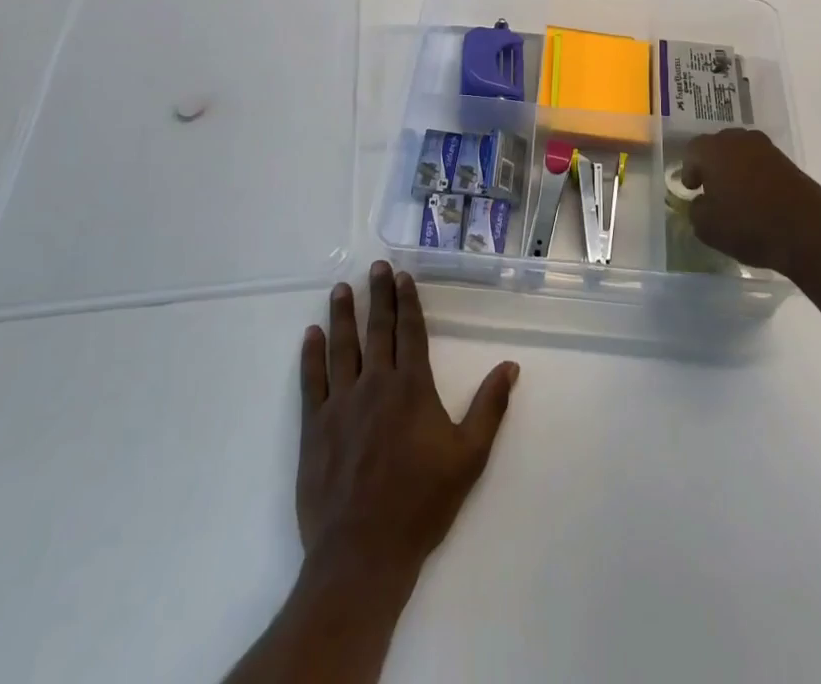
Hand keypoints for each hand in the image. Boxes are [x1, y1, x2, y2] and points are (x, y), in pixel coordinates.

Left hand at [296, 263, 518, 584]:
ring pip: (342, 347)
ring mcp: (341, 404)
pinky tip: (311, 334)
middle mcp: (376, 384)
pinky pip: (312, 381)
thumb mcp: (469, 457)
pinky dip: (311, 355)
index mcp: (412, 388)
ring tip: (341, 288)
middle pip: (377, 330)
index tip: (403, 277)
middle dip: (378, 296)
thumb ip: (489, 407)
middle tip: (375, 267)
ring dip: (342, 315)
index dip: (407, 302)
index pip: (411, 332)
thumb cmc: (421, 504)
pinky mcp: (314, 427)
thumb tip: (510, 365)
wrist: (363, 553)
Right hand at [679, 128, 820, 279]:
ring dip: (734, 167)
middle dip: (711, 164)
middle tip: (710, 187)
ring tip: (734, 193)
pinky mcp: (787, 162)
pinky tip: (755, 196)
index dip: (689, 170)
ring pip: (740, 152)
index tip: (691, 189)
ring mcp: (766, 149)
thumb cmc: (748, 226)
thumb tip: (701, 202)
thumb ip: (695, 209)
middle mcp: (739, 140)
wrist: (808, 232)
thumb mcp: (707, 227)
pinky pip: (760, 162)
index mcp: (714, 150)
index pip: (692, 150)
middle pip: (717, 145)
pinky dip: (754, 174)